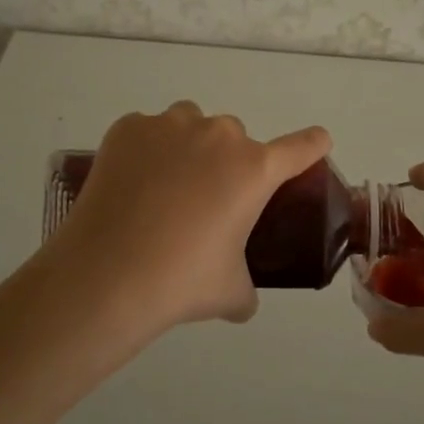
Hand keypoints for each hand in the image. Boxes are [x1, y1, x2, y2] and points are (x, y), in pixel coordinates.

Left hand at [49, 101, 330, 332]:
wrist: (106, 275)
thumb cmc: (181, 281)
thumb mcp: (231, 292)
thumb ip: (247, 287)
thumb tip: (243, 299)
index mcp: (254, 170)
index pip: (301, 147)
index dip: (312, 145)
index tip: (317, 143)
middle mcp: (218, 136)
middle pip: (236, 136)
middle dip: (228, 161)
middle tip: (206, 201)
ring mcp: (169, 126)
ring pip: (191, 124)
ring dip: (189, 146)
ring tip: (167, 187)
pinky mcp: (128, 128)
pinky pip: (148, 131)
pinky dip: (147, 150)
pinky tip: (132, 185)